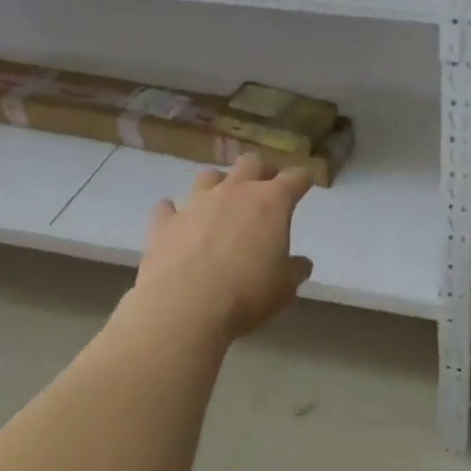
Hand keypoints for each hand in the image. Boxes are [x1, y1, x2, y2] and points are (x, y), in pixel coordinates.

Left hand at [135, 153, 315, 341]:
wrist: (185, 307)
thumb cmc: (247, 294)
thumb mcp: (284, 288)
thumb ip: (294, 270)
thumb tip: (301, 264)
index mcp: (272, 202)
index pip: (295, 179)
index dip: (302, 180)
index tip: (305, 184)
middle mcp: (235, 192)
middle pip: (250, 163)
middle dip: (260, 171)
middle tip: (265, 188)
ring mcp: (196, 203)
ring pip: (209, 176)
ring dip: (218, 184)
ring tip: (221, 202)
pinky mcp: (165, 222)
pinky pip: (168, 207)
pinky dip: (174, 212)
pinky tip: (177, 221)